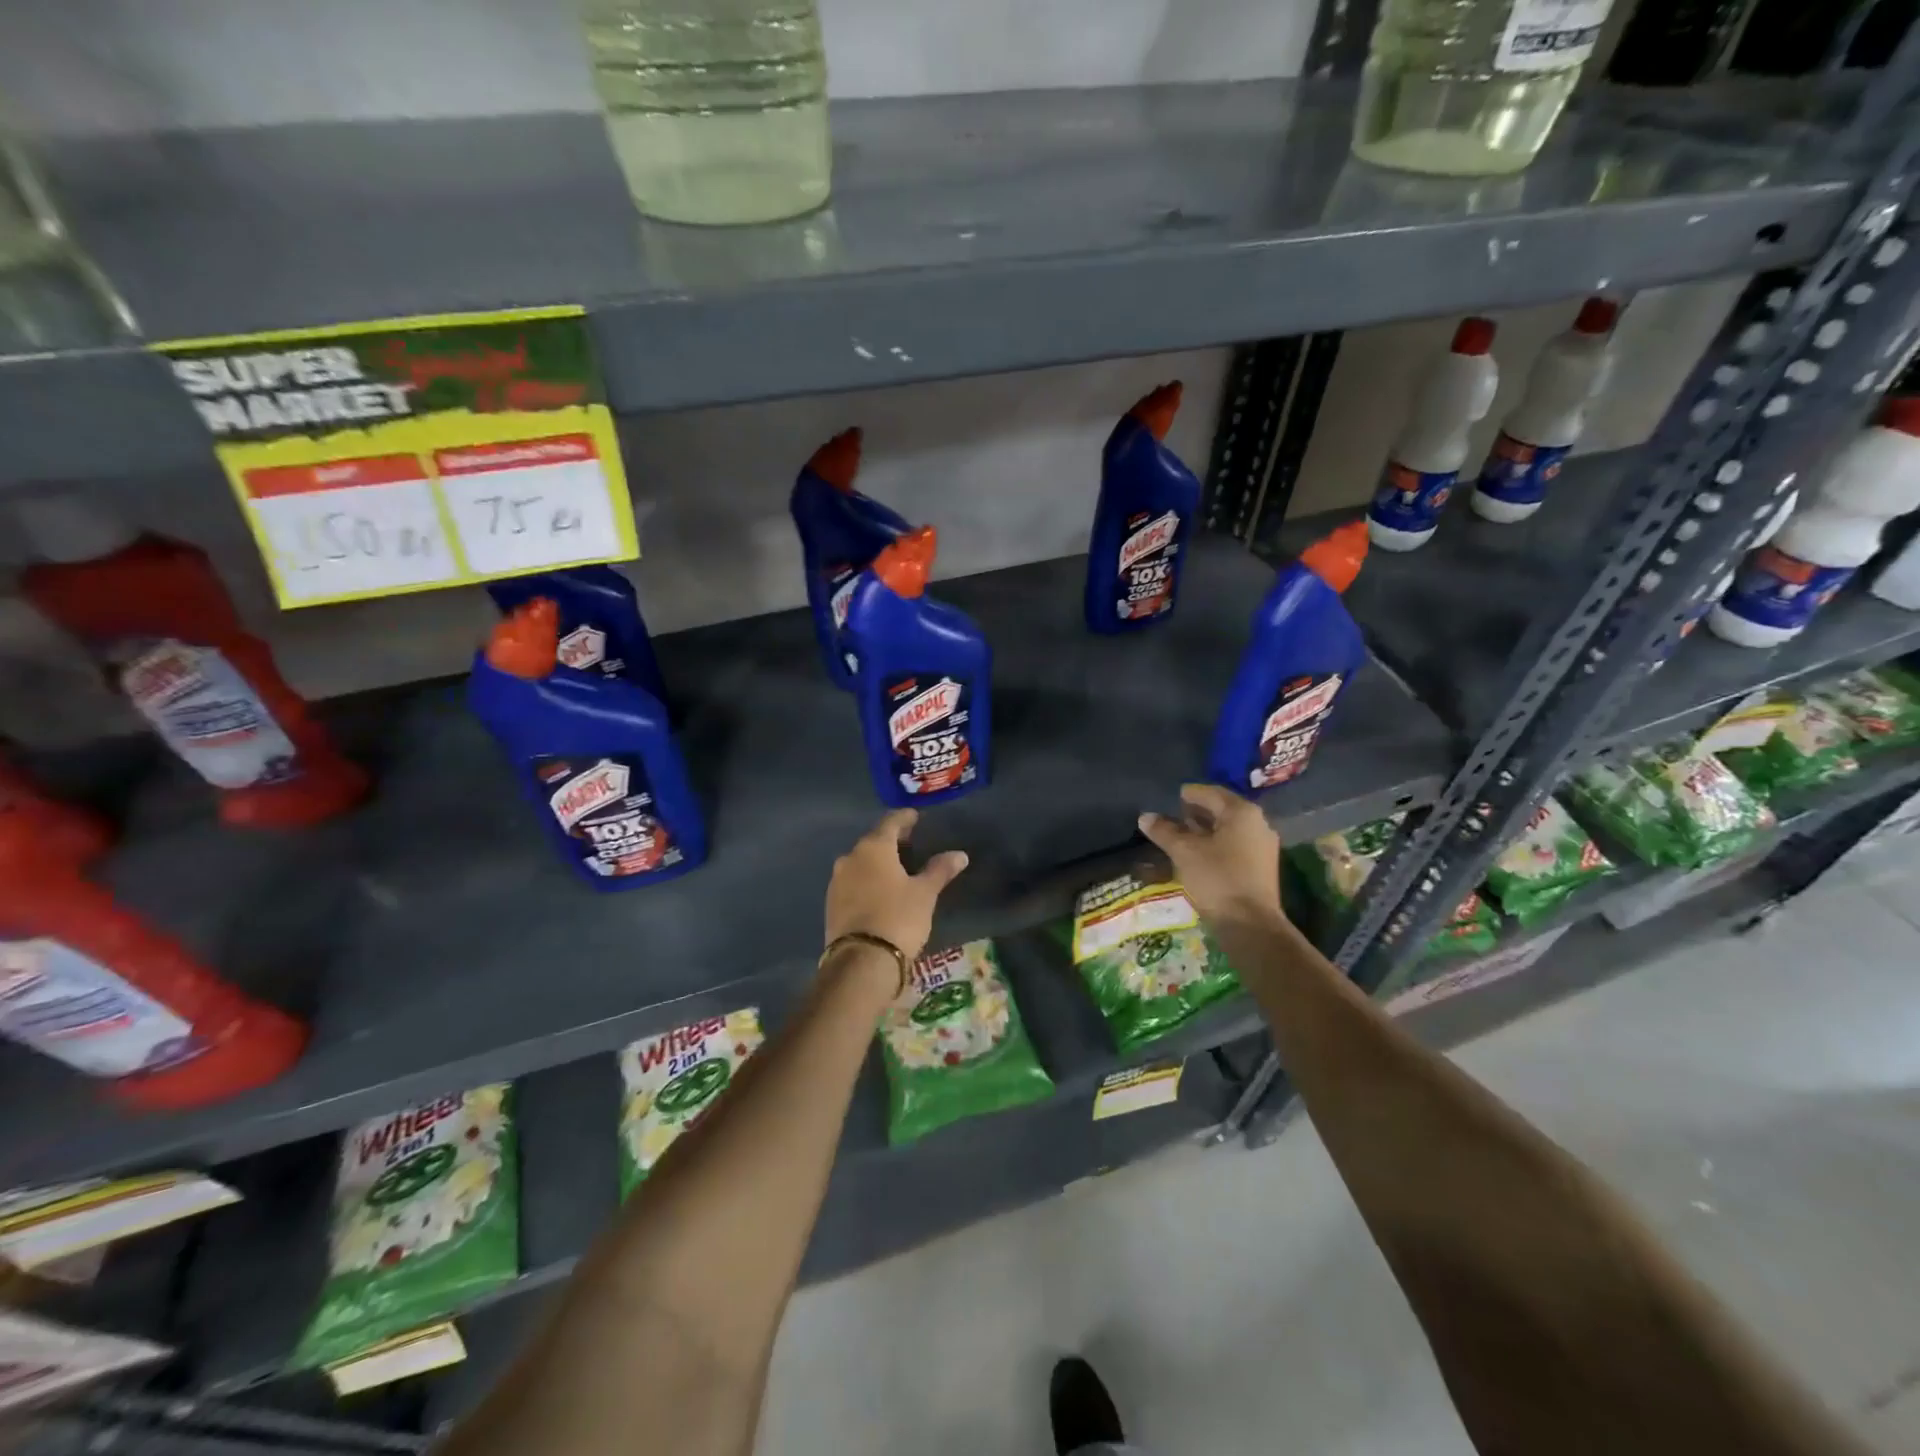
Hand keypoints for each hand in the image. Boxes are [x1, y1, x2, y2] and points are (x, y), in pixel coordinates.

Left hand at [825, 809, 969, 962]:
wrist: (861, 961)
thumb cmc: (898, 917)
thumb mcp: (925, 893)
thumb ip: (940, 870)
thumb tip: (960, 854)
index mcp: (873, 848)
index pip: (890, 823)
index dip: (904, 818)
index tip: (915, 816)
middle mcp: (850, 858)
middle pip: (873, 842)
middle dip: (890, 841)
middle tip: (909, 843)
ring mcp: (837, 881)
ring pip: (860, 863)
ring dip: (877, 862)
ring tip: (896, 869)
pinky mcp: (831, 904)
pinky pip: (852, 883)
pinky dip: (867, 881)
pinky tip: (879, 891)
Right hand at [1138, 783, 1284, 928]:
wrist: (1250, 925)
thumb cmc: (1217, 879)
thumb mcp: (1184, 852)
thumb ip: (1164, 831)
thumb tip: (1145, 816)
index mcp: (1241, 813)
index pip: (1211, 793)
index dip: (1190, 793)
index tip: (1174, 795)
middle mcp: (1257, 824)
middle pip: (1223, 810)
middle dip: (1198, 811)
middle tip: (1175, 814)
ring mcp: (1262, 846)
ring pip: (1229, 829)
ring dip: (1206, 829)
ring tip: (1182, 834)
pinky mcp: (1261, 867)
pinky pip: (1235, 845)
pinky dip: (1216, 844)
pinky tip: (1199, 854)